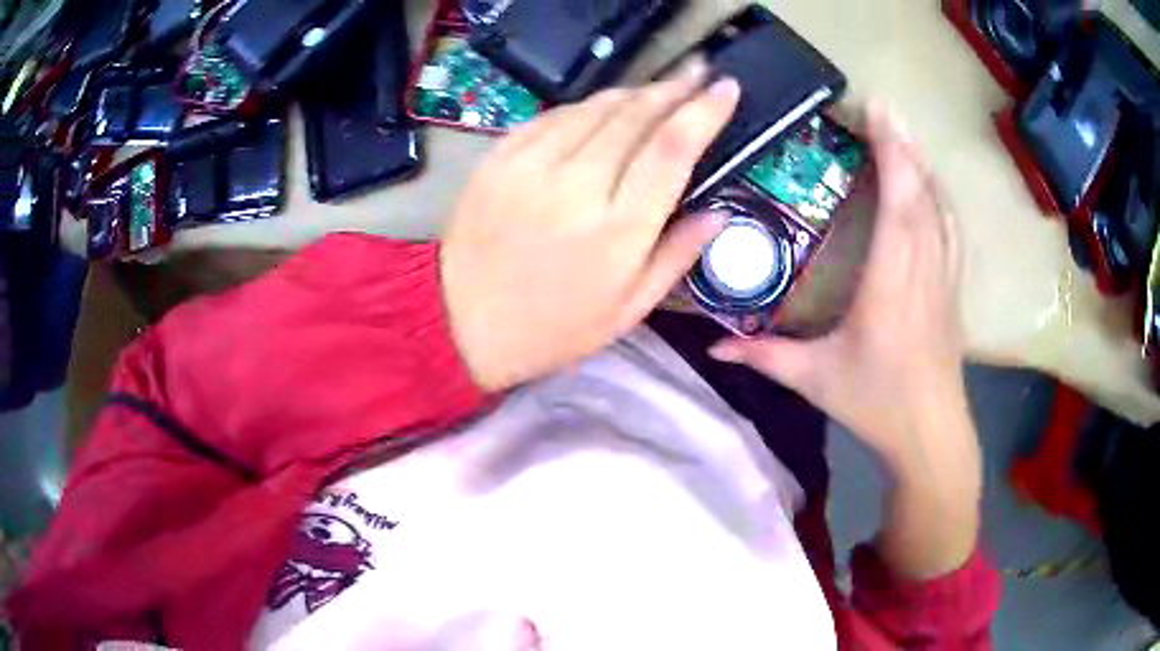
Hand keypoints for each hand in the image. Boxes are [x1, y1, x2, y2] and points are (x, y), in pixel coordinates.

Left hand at [442, 61, 737, 390]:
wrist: (461, 321)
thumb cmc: (553, 327)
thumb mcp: (628, 309)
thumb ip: (677, 256)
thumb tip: (719, 213)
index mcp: (618, 229)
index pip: (672, 148)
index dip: (705, 110)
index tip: (726, 88)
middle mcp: (577, 184)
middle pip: (635, 114)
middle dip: (673, 88)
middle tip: (697, 74)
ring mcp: (531, 164)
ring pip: (595, 107)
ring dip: (633, 92)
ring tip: (657, 90)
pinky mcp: (500, 157)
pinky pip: (554, 115)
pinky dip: (586, 106)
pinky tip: (601, 110)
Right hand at [709, 104, 972, 475]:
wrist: (932, 432)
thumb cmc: (876, 403)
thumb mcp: (816, 380)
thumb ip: (765, 356)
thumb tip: (713, 344)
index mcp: (890, 285)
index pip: (898, 207)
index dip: (892, 155)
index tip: (878, 114)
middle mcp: (923, 271)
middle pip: (921, 195)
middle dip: (903, 145)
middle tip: (883, 107)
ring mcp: (944, 278)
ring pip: (940, 208)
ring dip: (923, 165)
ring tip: (903, 132)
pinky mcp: (953, 288)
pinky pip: (952, 230)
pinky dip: (940, 197)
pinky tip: (932, 183)